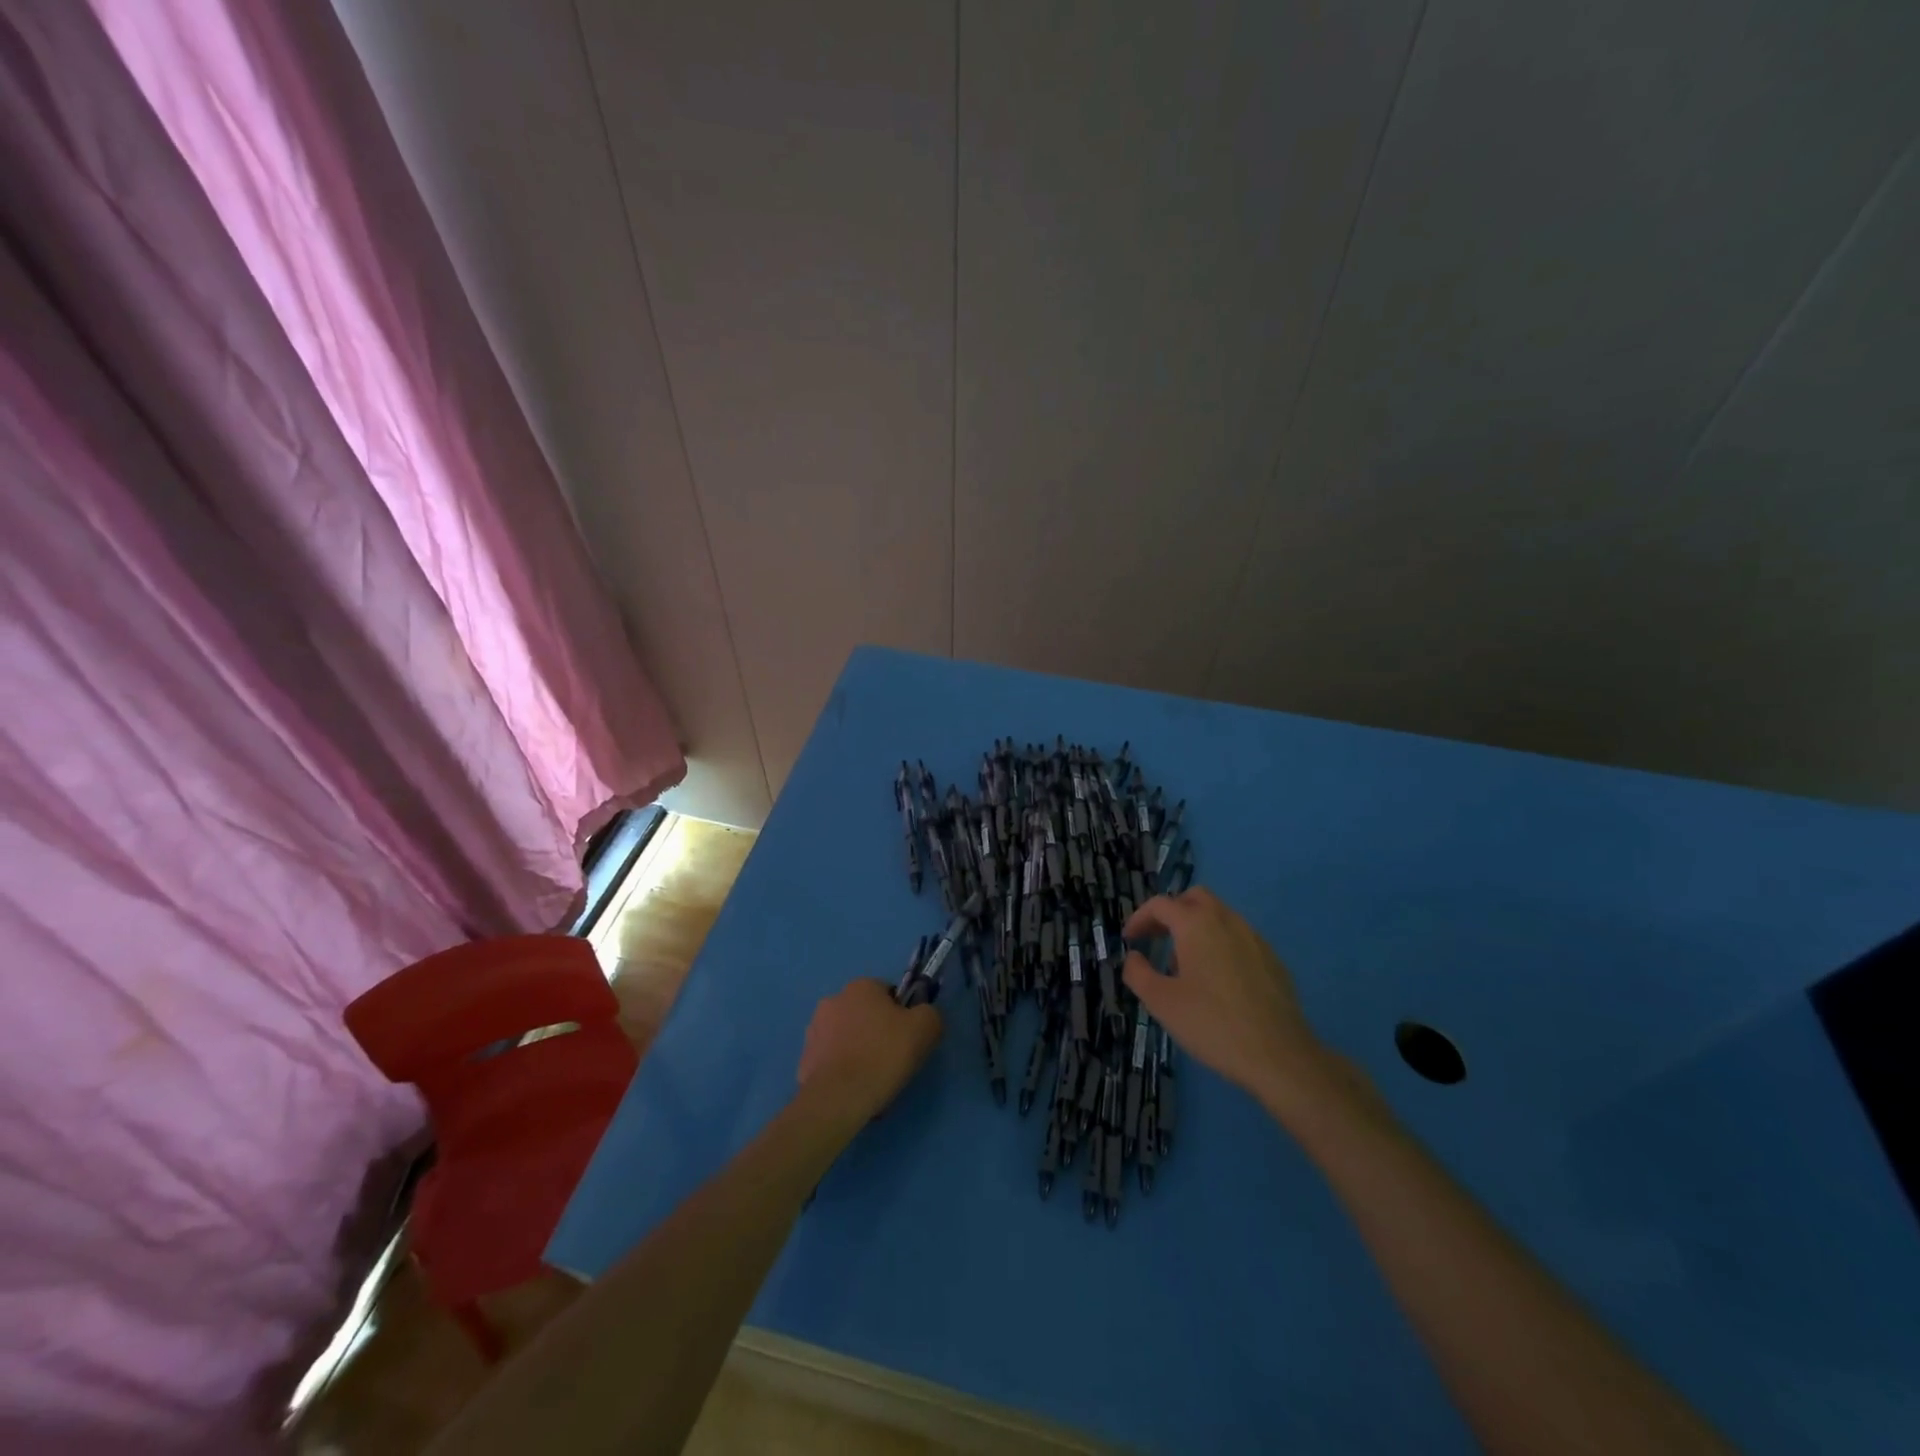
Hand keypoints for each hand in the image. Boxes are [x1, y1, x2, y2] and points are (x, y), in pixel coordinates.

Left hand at [795, 979, 941, 1125]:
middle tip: (892, 1061)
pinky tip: (854, 1090)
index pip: (889, 995)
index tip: (908, 1041)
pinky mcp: (804, 1059)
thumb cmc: (883, 1055)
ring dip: (859, 1051)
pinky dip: (843, 1071)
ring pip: (848, 1038)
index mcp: (861, 986)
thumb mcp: (925, 1029)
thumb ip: (929, 1013)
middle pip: (867, 1015)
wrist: (838, 1098)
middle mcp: (834, 1000)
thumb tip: (923, 1016)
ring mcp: (815, 1030)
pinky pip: (832, 1061)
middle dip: (878, 1033)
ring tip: (872, 1080)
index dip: (903, 1017)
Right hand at [1122, 887, 1340, 1122]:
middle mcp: (1227, 920)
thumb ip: (1138, 973)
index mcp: (1196, 924)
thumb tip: (1134, 957)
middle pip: (1194, 899)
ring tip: (1185, 965)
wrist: (1279, 1056)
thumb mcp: (1161, 1002)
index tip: (1130, 940)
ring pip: (1220, 917)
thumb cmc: (1212, 1023)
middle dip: (1171, 912)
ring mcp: (1254, 938)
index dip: (1139, 918)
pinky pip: (1239, 939)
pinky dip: (1220, 945)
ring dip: (1196, 928)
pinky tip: (1218, 981)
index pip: (1160, 904)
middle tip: (1157, 938)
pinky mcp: (1273, 960)